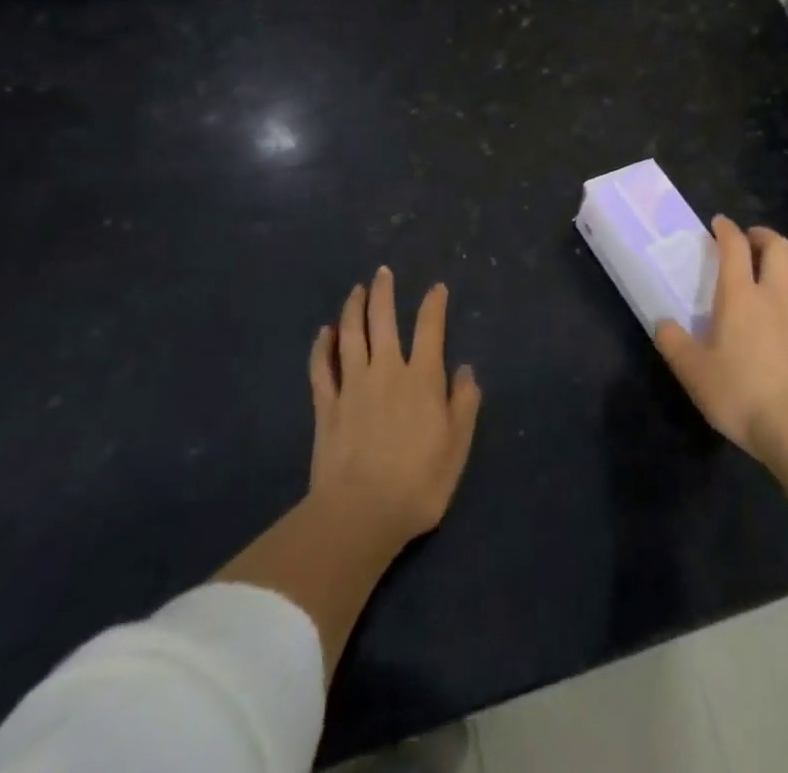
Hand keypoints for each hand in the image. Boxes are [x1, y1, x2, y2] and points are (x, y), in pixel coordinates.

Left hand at [307, 266, 481, 547]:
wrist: (360, 514)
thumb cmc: (418, 483)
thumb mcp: (457, 447)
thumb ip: (463, 404)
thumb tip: (466, 370)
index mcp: (422, 378)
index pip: (430, 329)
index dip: (434, 305)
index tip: (436, 288)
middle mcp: (386, 371)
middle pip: (383, 320)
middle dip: (383, 293)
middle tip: (382, 272)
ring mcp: (352, 385)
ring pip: (351, 335)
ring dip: (353, 309)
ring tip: (356, 290)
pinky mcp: (326, 405)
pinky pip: (322, 367)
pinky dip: (322, 346)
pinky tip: (324, 333)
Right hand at [655, 217, 787, 467]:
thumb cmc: (740, 395)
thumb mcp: (693, 373)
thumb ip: (673, 344)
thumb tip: (662, 324)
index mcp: (740, 297)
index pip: (735, 247)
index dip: (727, 229)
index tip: (719, 223)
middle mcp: (775, 296)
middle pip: (778, 248)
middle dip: (764, 236)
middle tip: (751, 241)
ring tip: (779, 267)